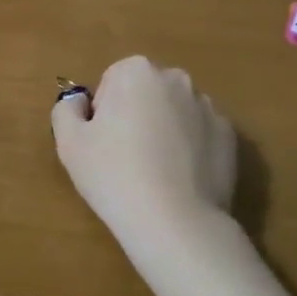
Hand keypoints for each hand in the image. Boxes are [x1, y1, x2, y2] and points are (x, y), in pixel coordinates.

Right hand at [52, 57, 235, 254]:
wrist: (176, 224)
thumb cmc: (115, 175)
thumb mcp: (69, 142)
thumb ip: (66, 109)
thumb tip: (80, 103)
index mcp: (136, 71)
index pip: (112, 82)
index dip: (104, 113)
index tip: (104, 143)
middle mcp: (176, 79)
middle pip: (146, 92)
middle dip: (136, 115)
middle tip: (126, 158)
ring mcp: (208, 107)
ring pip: (175, 112)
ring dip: (165, 130)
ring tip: (156, 172)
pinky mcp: (230, 137)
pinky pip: (200, 135)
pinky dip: (190, 148)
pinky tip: (180, 179)